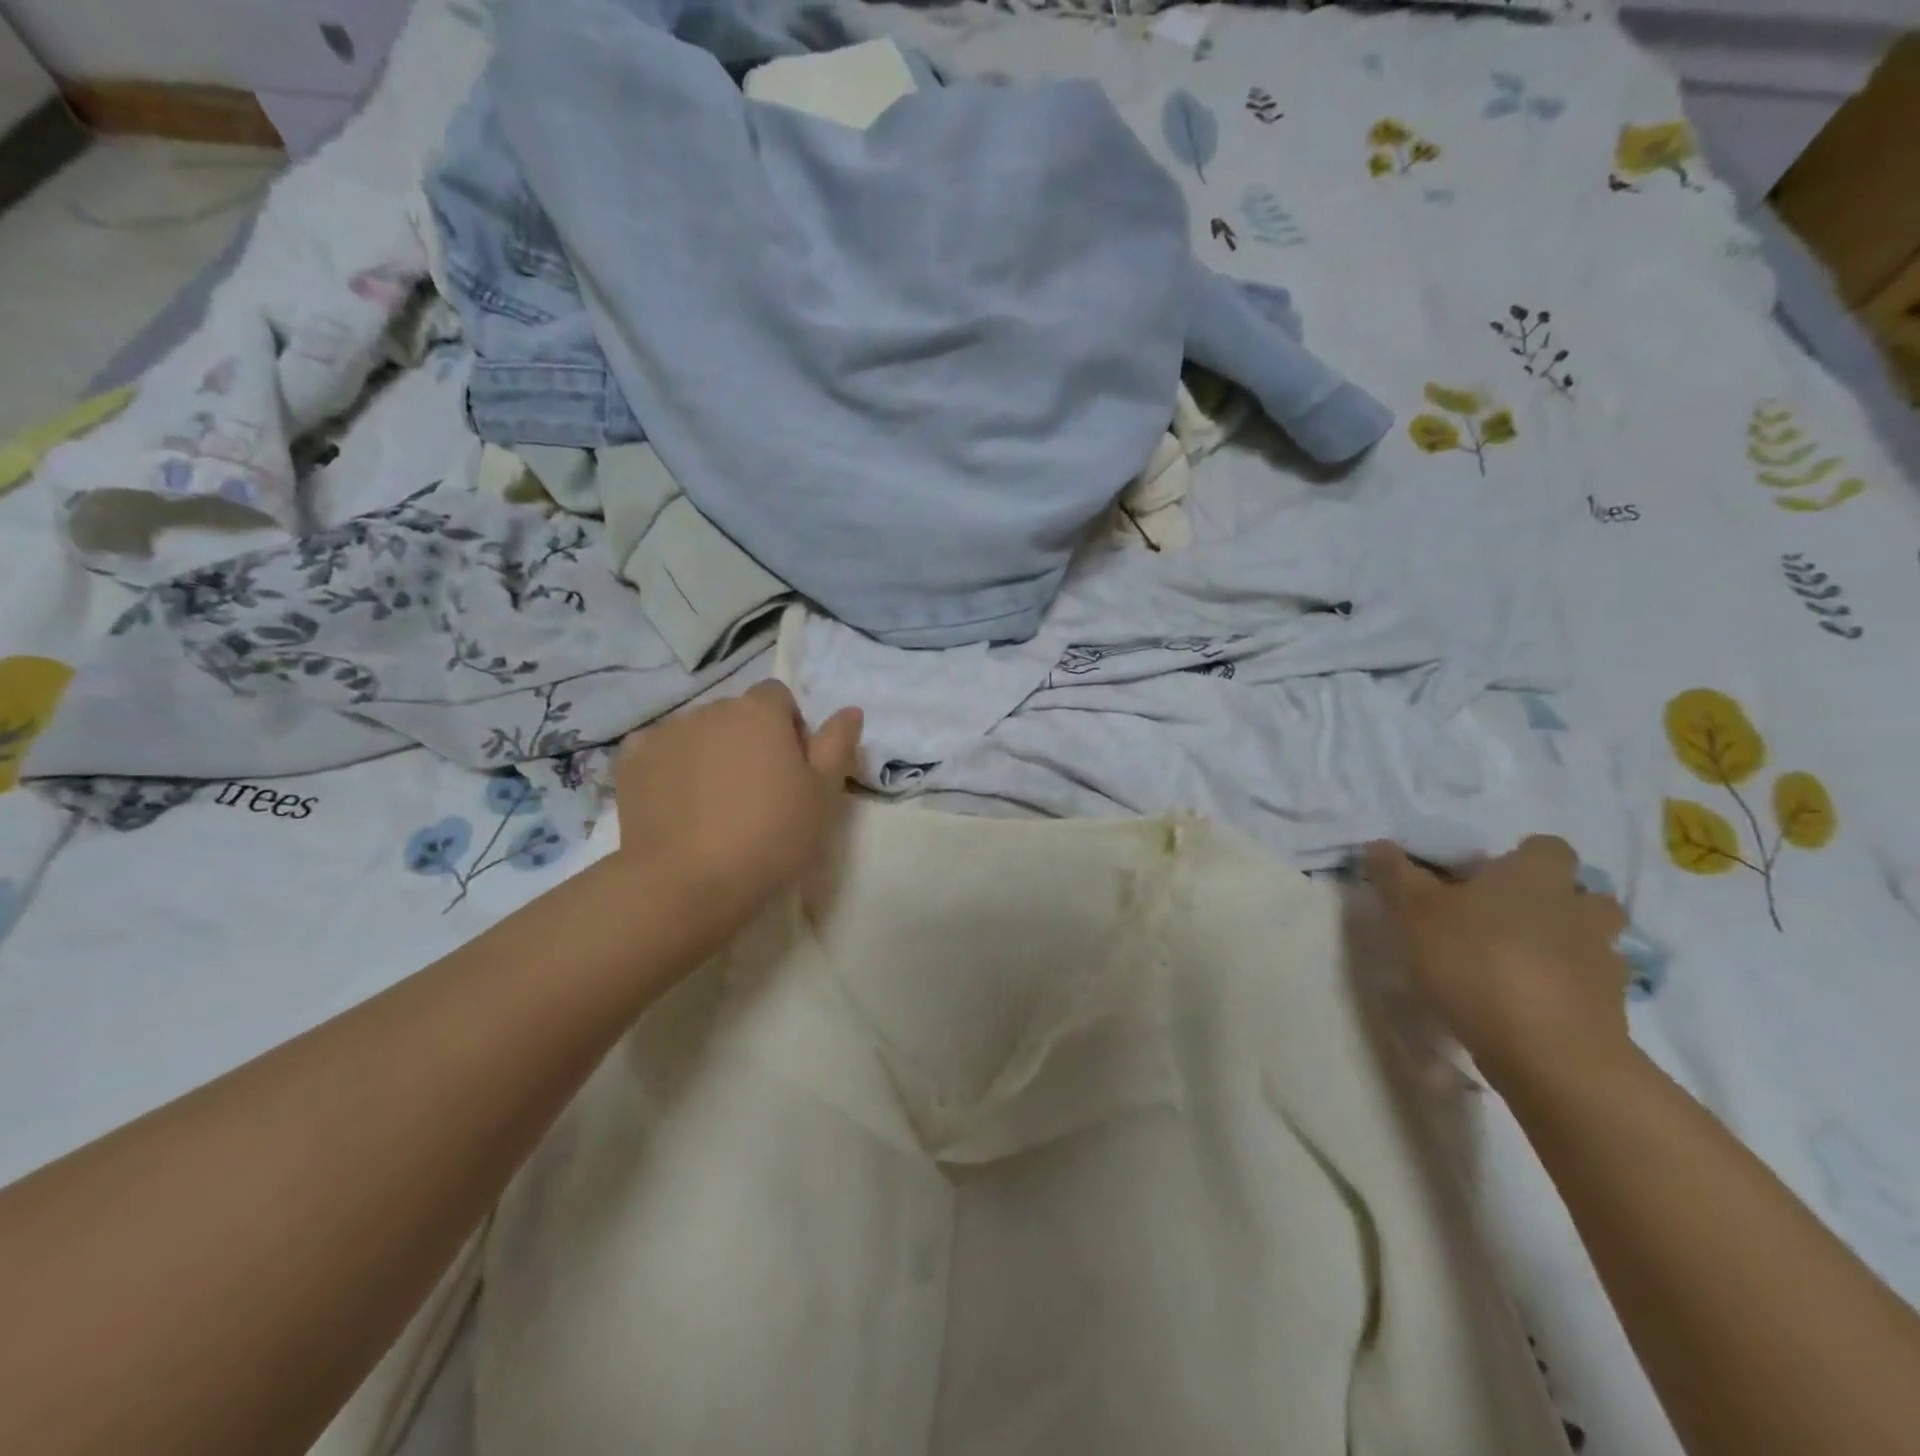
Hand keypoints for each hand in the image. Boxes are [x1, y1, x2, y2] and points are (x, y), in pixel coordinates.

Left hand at [614, 681, 862, 926]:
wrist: (688, 882)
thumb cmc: (770, 836)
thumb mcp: (823, 795)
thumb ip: (837, 744)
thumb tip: (849, 710)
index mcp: (760, 712)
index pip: (778, 697)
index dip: (789, 728)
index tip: (791, 770)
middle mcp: (711, 709)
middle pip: (737, 714)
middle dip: (749, 741)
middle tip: (757, 793)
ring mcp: (666, 733)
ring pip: (699, 733)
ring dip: (711, 752)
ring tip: (715, 804)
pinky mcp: (632, 761)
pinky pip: (659, 751)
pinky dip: (670, 767)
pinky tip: (677, 803)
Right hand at [1364, 836, 1631, 1091]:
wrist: (1548, 1052)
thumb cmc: (1474, 961)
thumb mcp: (1412, 912)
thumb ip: (1395, 875)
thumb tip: (1379, 844)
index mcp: (1535, 875)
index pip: (1546, 847)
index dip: (1520, 858)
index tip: (1486, 878)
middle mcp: (1579, 908)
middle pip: (1582, 893)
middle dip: (1555, 902)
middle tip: (1506, 920)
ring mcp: (1603, 961)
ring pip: (1592, 940)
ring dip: (1565, 946)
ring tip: (1517, 964)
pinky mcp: (1612, 1010)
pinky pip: (1589, 987)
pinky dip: (1566, 989)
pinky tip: (1528, 1005)